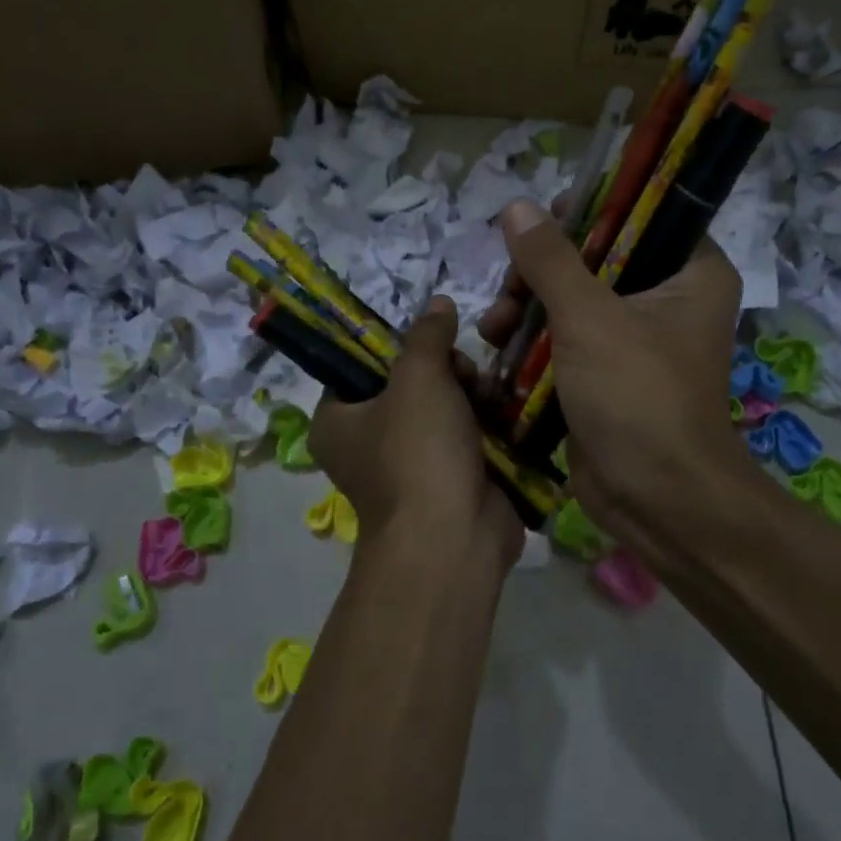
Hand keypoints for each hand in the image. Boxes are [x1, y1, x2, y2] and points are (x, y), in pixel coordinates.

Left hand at [310, 296, 522, 575]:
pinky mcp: (448, 479)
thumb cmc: (418, 451)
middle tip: (463, 373)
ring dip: (469, 393)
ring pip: (442, 407)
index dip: (397, 345)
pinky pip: (465, 435)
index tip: (429, 339)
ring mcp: (410, 464)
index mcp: (337, 420)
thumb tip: (438, 302)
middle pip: (408, 382)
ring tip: (488, 393)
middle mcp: (367, 442)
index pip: (360, 365)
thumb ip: (427, 335)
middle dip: (444, 370)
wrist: (454, 538)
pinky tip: (502, 411)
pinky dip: (484, 422)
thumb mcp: (418, 377)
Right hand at [479, 199, 748, 552]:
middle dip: (542, 271)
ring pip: (573, 298)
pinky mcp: (607, 372)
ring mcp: (636, 338)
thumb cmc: (636, 395)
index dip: (590, 211)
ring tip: (495, 326)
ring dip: (528, 306)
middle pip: (596, 257)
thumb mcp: (589, 318)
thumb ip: (550, 260)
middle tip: (510, 287)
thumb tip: (517, 206)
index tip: (542, 222)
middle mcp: (669, 298)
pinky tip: (497, 346)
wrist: (655, 499)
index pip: (642, 215)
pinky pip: (566, 337)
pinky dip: (533, 339)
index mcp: (691, 273)